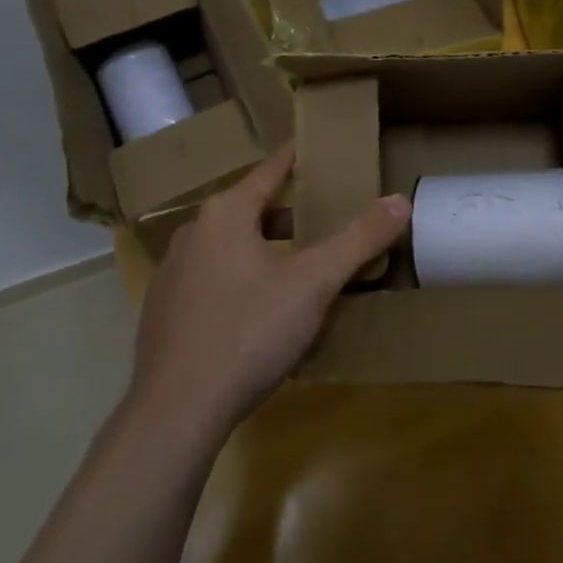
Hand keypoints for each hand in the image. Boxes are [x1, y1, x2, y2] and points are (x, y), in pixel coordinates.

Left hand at [125, 147, 410, 442]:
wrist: (174, 415)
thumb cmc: (248, 332)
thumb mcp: (314, 283)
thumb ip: (359, 239)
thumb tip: (401, 200)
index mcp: (225, 214)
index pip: (269, 171)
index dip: (295, 158)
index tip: (313, 147)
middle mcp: (193, 233)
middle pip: (249, 210)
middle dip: (287, 215)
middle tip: (322, 221)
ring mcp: (171, 275)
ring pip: (228, 247)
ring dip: (263, 250)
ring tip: (297, 270)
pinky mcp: (162, 315)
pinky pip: (210, 281)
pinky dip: (238, 282)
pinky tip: (258, 315)